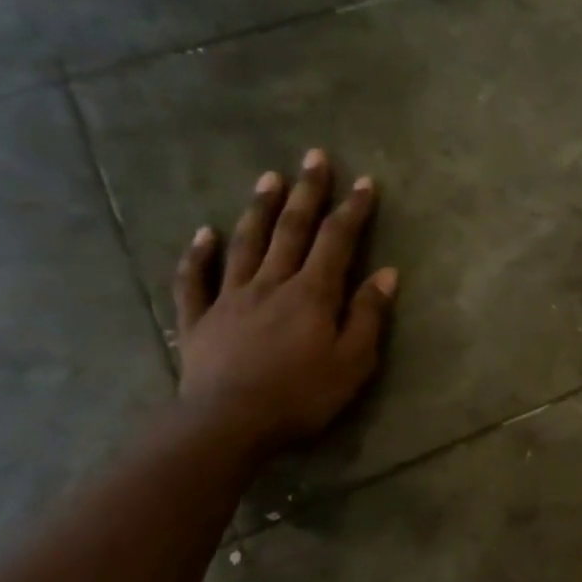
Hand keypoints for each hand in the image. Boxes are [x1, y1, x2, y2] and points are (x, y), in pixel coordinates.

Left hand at [173, 148, 396, 451]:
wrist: (228, 424)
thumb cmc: (301, 396)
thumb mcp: (353, 362)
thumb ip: (368, 315)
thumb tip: (386, 274)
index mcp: (312, 294)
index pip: (337, 241)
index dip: (352, 210)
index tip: (364, 182)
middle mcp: (271, 283)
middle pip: (291, 230)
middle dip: (307, 192)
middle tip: (314, 157)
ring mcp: (230, 298)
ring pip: (246, 244)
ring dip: (259, 209)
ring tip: (269, 178)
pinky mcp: (200, 320)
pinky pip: (195, 280)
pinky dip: (198, 255)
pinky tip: (204, 234)